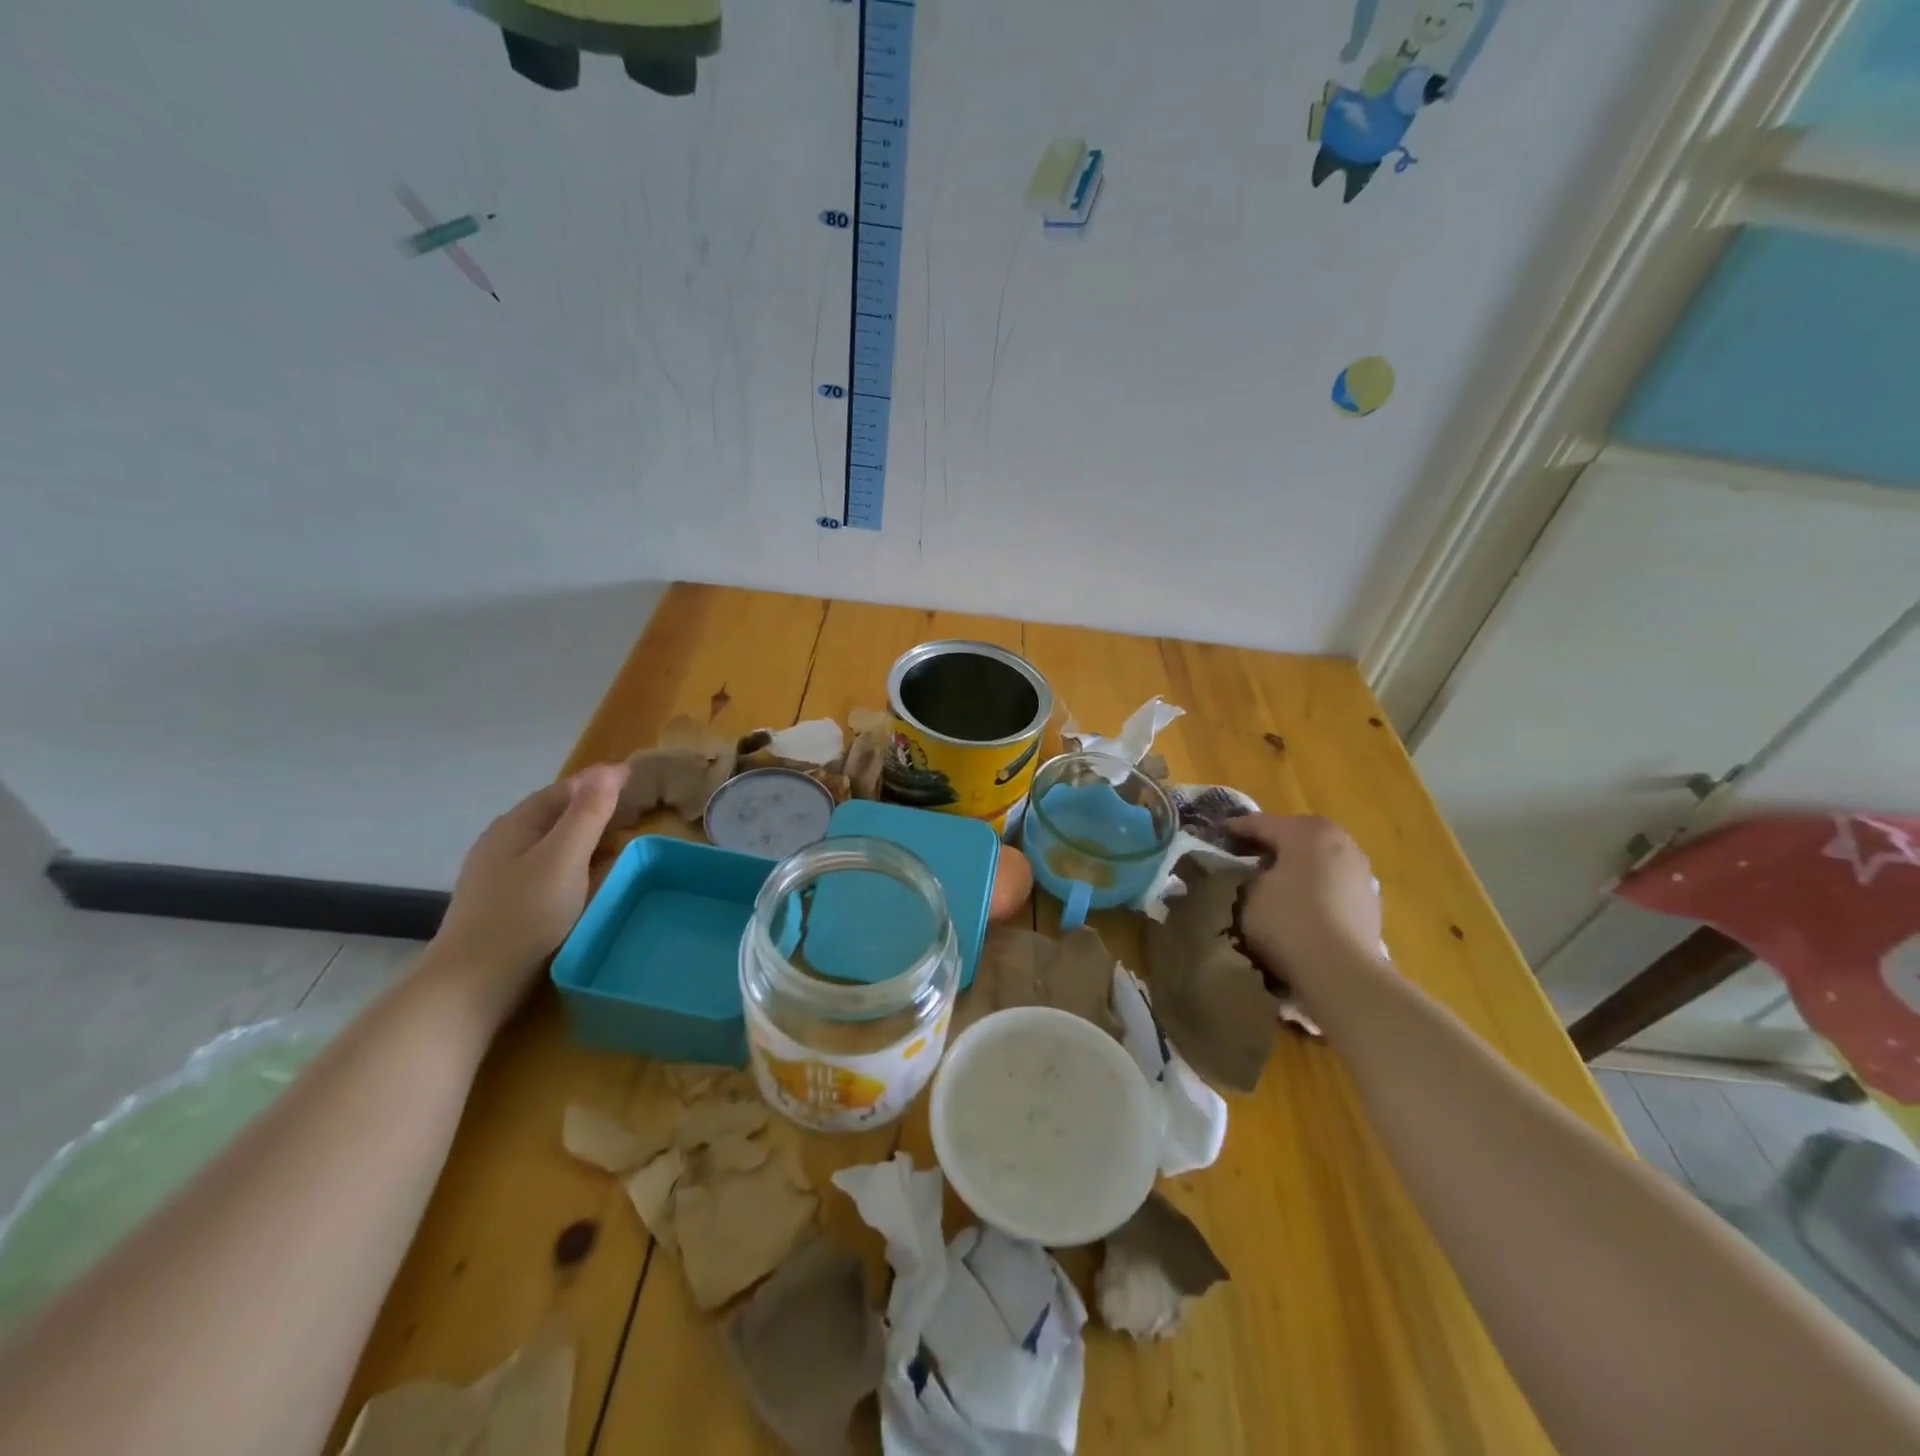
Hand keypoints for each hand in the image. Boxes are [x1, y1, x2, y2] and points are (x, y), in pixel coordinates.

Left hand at [429, 764, 627, 1025]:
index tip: (638, 777)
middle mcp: (505, 841)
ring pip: (552, 841)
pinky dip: (575, 861)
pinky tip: (588, 876)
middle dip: (595, 806)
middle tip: (637, 809)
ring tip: (620, 840)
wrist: (472, 984)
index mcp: (517, 824)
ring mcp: (501, 873)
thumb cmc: (524, 914)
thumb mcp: (564, 858)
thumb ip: (588, 813)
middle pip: (556, 813)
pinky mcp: (506, 902)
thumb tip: (609, 769)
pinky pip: (549, 867)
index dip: (601, 780)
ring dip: (586, 835)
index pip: (566, 788)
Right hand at [1225, 815, 1383, 997]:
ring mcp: (1359, 870)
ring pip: (1316, 860)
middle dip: (1268, 845)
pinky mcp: (1370, 899)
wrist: (1343, 972)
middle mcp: (1339, 841)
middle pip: (1293, 836)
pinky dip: (1313, 887)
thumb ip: (1247, 874)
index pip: (1260, 823)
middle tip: (1241, 857)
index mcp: (1307, 831)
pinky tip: (1298, 905)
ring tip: (1271, 883)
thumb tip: (1251, 874)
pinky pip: (1331, 883)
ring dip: (1294, 867)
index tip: (1213, 834)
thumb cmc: (1288, 921)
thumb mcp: (1249, 893)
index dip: (1233, 829)